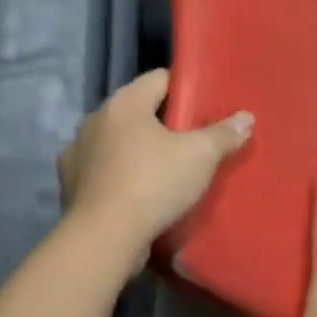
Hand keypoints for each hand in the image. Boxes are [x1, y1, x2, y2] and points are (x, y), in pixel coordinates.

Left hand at [57, 69, 253, 260]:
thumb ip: (223, 134)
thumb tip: (245, 117)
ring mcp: (78, 150)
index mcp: (123, 102)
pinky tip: (136, 192)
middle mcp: (95, 119)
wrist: (104, 237)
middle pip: (137, 111)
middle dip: (163, 123)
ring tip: (165, 170)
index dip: (185, 90)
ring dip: (138, 150)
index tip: (205, 108)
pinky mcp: (70, 182)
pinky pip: (102, 169)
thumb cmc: (152, 184)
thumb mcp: (200, 157)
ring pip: (117, 141)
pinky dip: (118, 175)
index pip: (159, 79)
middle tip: (193, 142)